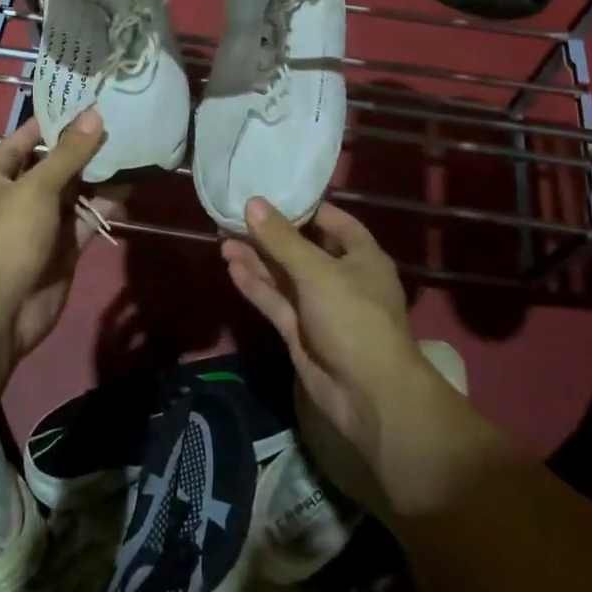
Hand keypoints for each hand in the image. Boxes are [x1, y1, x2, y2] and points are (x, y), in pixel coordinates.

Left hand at [0, 112, 118, 361]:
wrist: (3, 309)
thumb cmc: (9, 236)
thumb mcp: (37, 187)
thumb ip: (68, 154)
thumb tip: (94, 116)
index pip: (24, 140)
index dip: (52, 122)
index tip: (84, 103)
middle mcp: (17, 196)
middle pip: (53, 165)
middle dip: (82, 149)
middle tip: (117, 124)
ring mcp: (41, 223)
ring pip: (73, 193)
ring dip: (98, 177)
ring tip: (129, 151)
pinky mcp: (62, 247)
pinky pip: (85, 219)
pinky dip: (103, 207)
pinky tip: (128, 190)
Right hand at [224, 198, 482, 517]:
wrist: (369, 397)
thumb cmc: (354, 319)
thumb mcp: (318, 272)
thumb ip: (282, 239)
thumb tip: (253, 202)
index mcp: (360, 256)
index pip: (331, 221)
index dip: (302, 207)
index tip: (269, 193)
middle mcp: (341, 277)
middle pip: (301, 248)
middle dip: (270, 235)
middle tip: (234, 216)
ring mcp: (319, 307)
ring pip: (284, 276)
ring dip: (257, 259)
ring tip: (222, 237)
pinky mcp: (301, 333)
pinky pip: (276, 301)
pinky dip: (256, 285)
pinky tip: (231, 266)